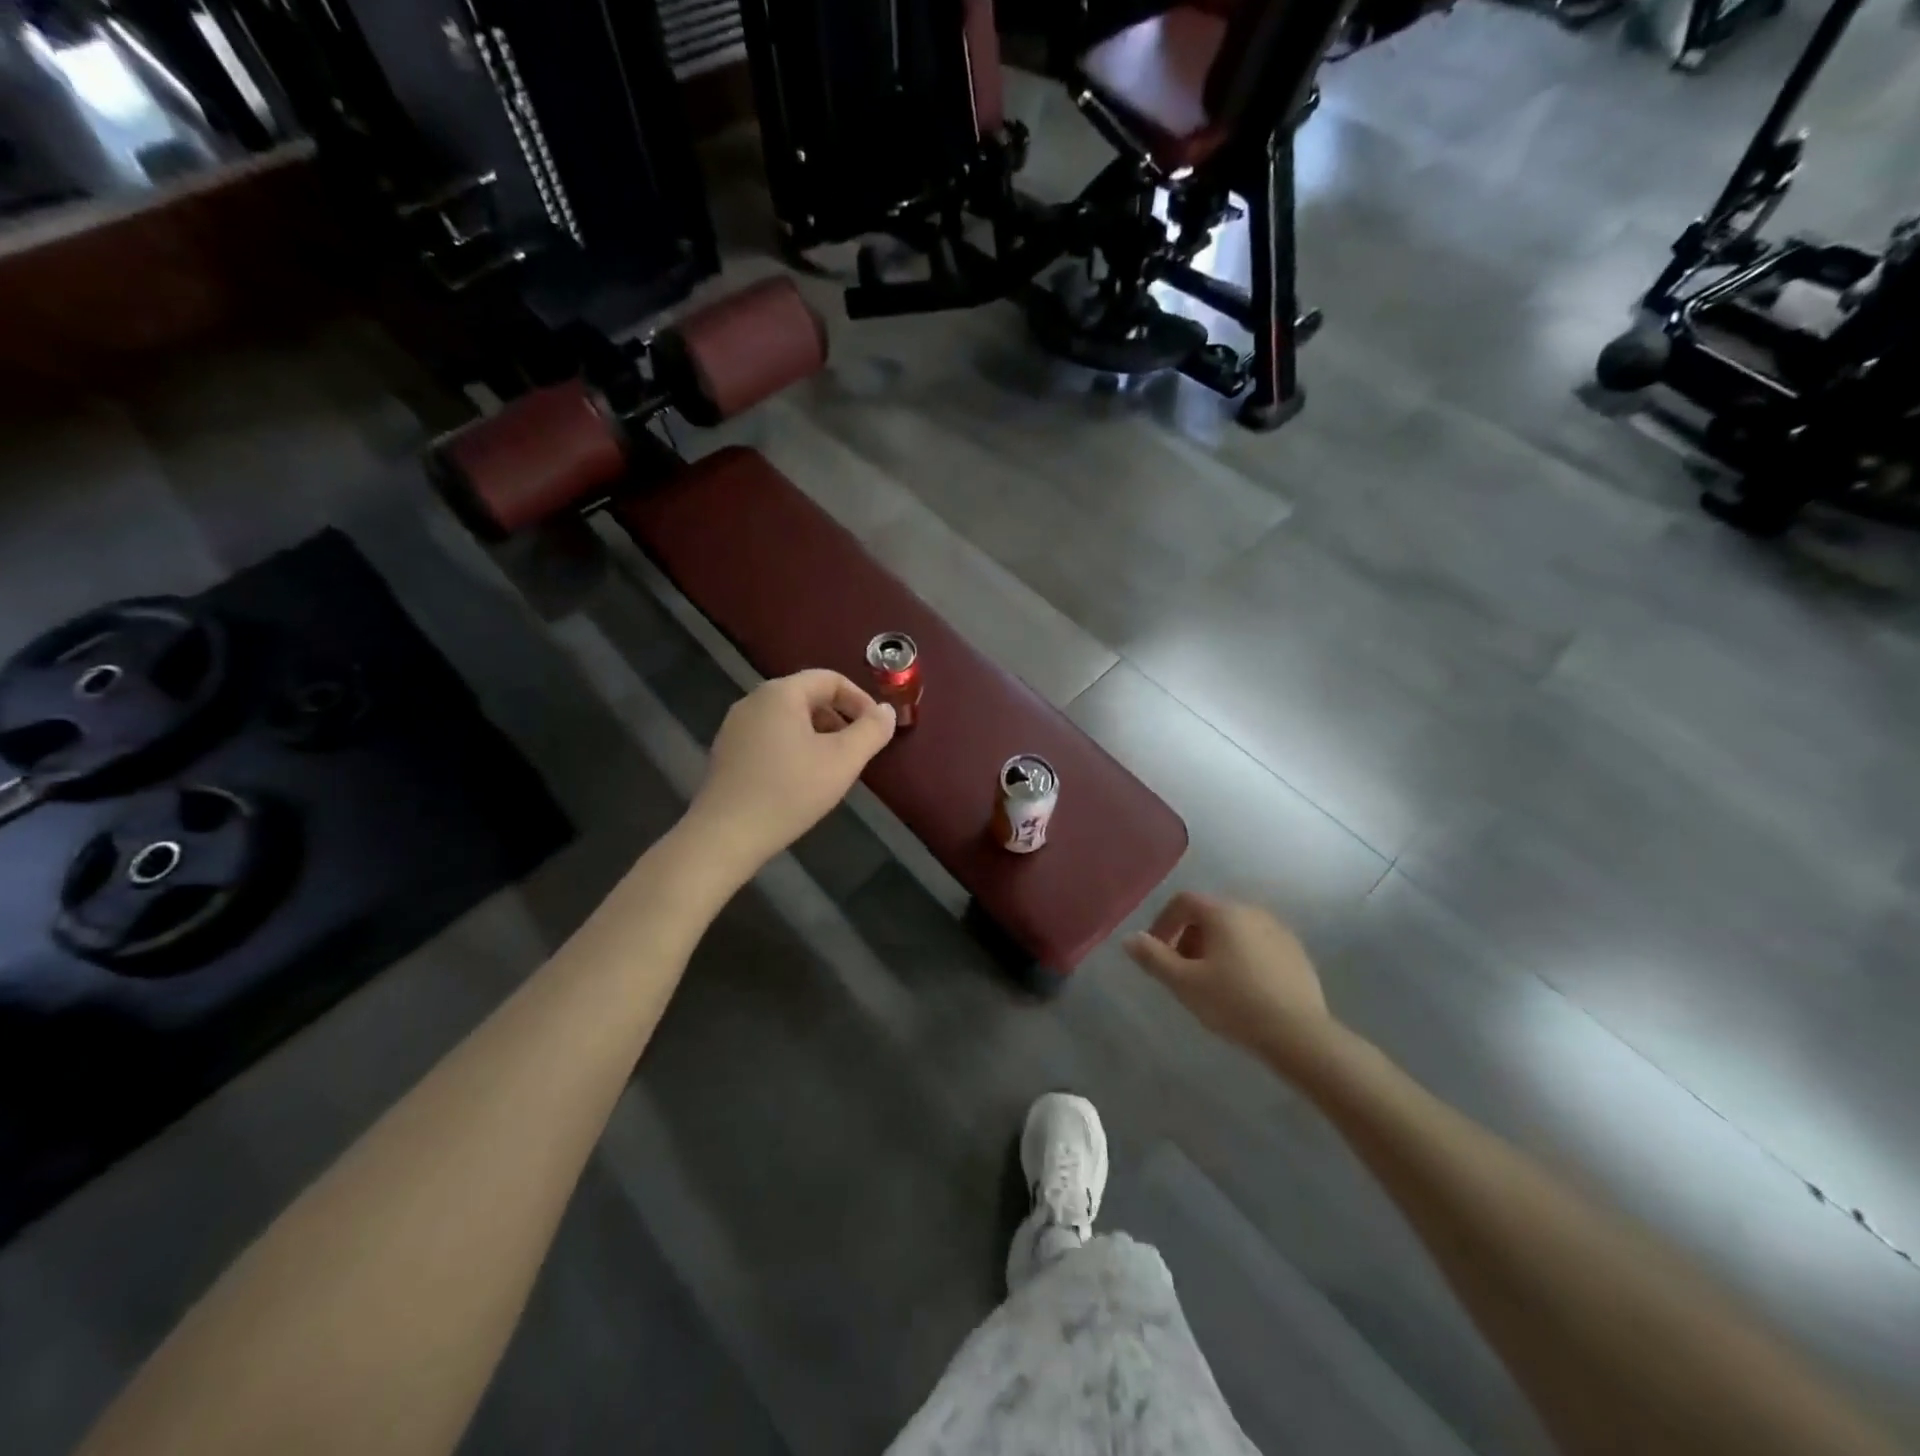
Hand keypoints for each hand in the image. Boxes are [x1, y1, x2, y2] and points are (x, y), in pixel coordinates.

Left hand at [688, 669, 895, 875]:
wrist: (725, 836)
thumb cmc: (790, 792)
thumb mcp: (843, 761)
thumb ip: (871, 730)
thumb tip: (887, 710)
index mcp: (781, 693)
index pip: (830, 679)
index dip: (860, 700)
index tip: (876, 730)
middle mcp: (753, 701)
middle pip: (808, 697)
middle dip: (840, 719)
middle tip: (857, 751)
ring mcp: (735, 727)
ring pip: (789, 719)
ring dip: (818, 736)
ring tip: (832, 769)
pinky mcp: (727, 752)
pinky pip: (770, 737)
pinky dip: (794, 748)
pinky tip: (800, 781)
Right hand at [1124, 893, 1335, 1065]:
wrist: (1298, 1035)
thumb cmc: (1233, 1002)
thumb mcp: (1183, 983)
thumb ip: (1153, 957)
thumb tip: (1129, 938)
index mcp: (1223, 913)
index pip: (1184, 902)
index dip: (1163, 922)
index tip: (1156, 951)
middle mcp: (1252, 912)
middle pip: (1209, 915)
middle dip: (1189, 938)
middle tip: (1181, 971)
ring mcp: (1279, 931)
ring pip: (1235, 930)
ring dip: (1215, 948)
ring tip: (1210, 982)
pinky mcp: (1297, 954)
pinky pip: (1258, 945)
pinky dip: (1241, 957)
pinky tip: (1242, 989)